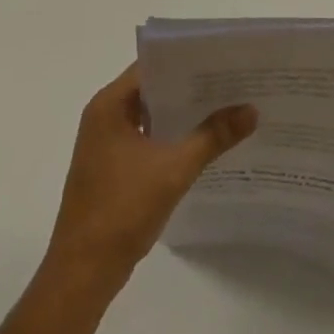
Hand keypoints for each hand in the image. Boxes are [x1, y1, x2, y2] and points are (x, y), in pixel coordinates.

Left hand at [45, 63, 256, 288]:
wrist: (82, 274)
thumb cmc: (121, 210)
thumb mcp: (173, 169)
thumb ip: (213, 136)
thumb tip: (251, 110)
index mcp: (109, 104)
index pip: (152, 65)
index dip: (187, 60)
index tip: (222, 59)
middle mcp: (104, 116)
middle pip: (153, 89)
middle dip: (191, 87)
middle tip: (233, 82)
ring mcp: (106, 144)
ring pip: (151, 116)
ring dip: (182, 114)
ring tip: (226, 107)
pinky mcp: (111, 168)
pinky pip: (147, 139)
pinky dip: (172, 137)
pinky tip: (203, 143)